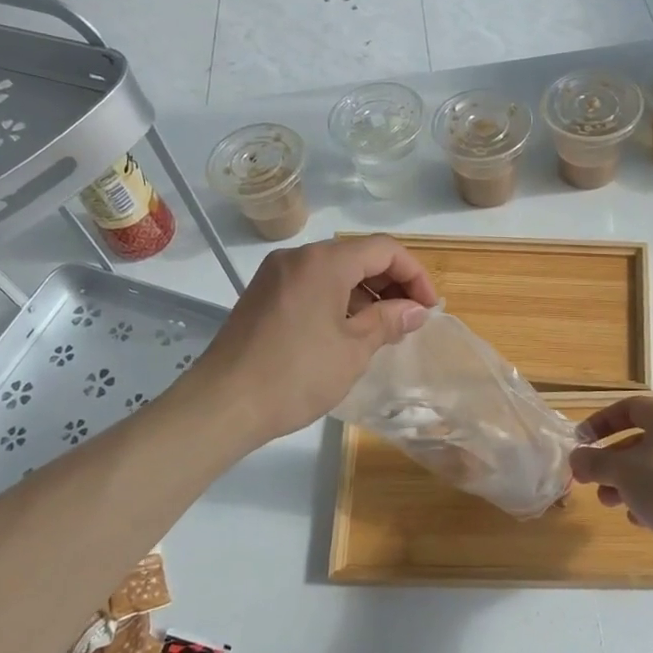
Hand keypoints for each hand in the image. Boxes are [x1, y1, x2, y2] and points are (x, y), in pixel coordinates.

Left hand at [184, 235, 437, 445]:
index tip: (428, 308)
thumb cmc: (296, 375)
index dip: (414, 274)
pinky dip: (337, 299)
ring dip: (364, 292)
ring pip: (333, 270)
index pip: (383, 249)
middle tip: (410, 318)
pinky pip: (311, 284)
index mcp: (323, 262)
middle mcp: (298, 258)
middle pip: (357, 255)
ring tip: (383, 328)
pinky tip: (348, 330)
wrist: (224, 403)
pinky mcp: (263, 295)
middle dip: (390, 282)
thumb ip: (389, 321)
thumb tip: (416, 310)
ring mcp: (275, 275)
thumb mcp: (353, 349)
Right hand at [569, 398, 652, 579]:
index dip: (600, 422)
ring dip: (625, 482)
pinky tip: (637, 517)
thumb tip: (576, 458)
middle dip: (610, 461)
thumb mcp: (620, 470)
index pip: (628, 408)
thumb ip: (593, 461)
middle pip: (639, 440)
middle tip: (590, 478)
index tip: (581, 440)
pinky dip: (649, 498)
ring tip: (608, 501)